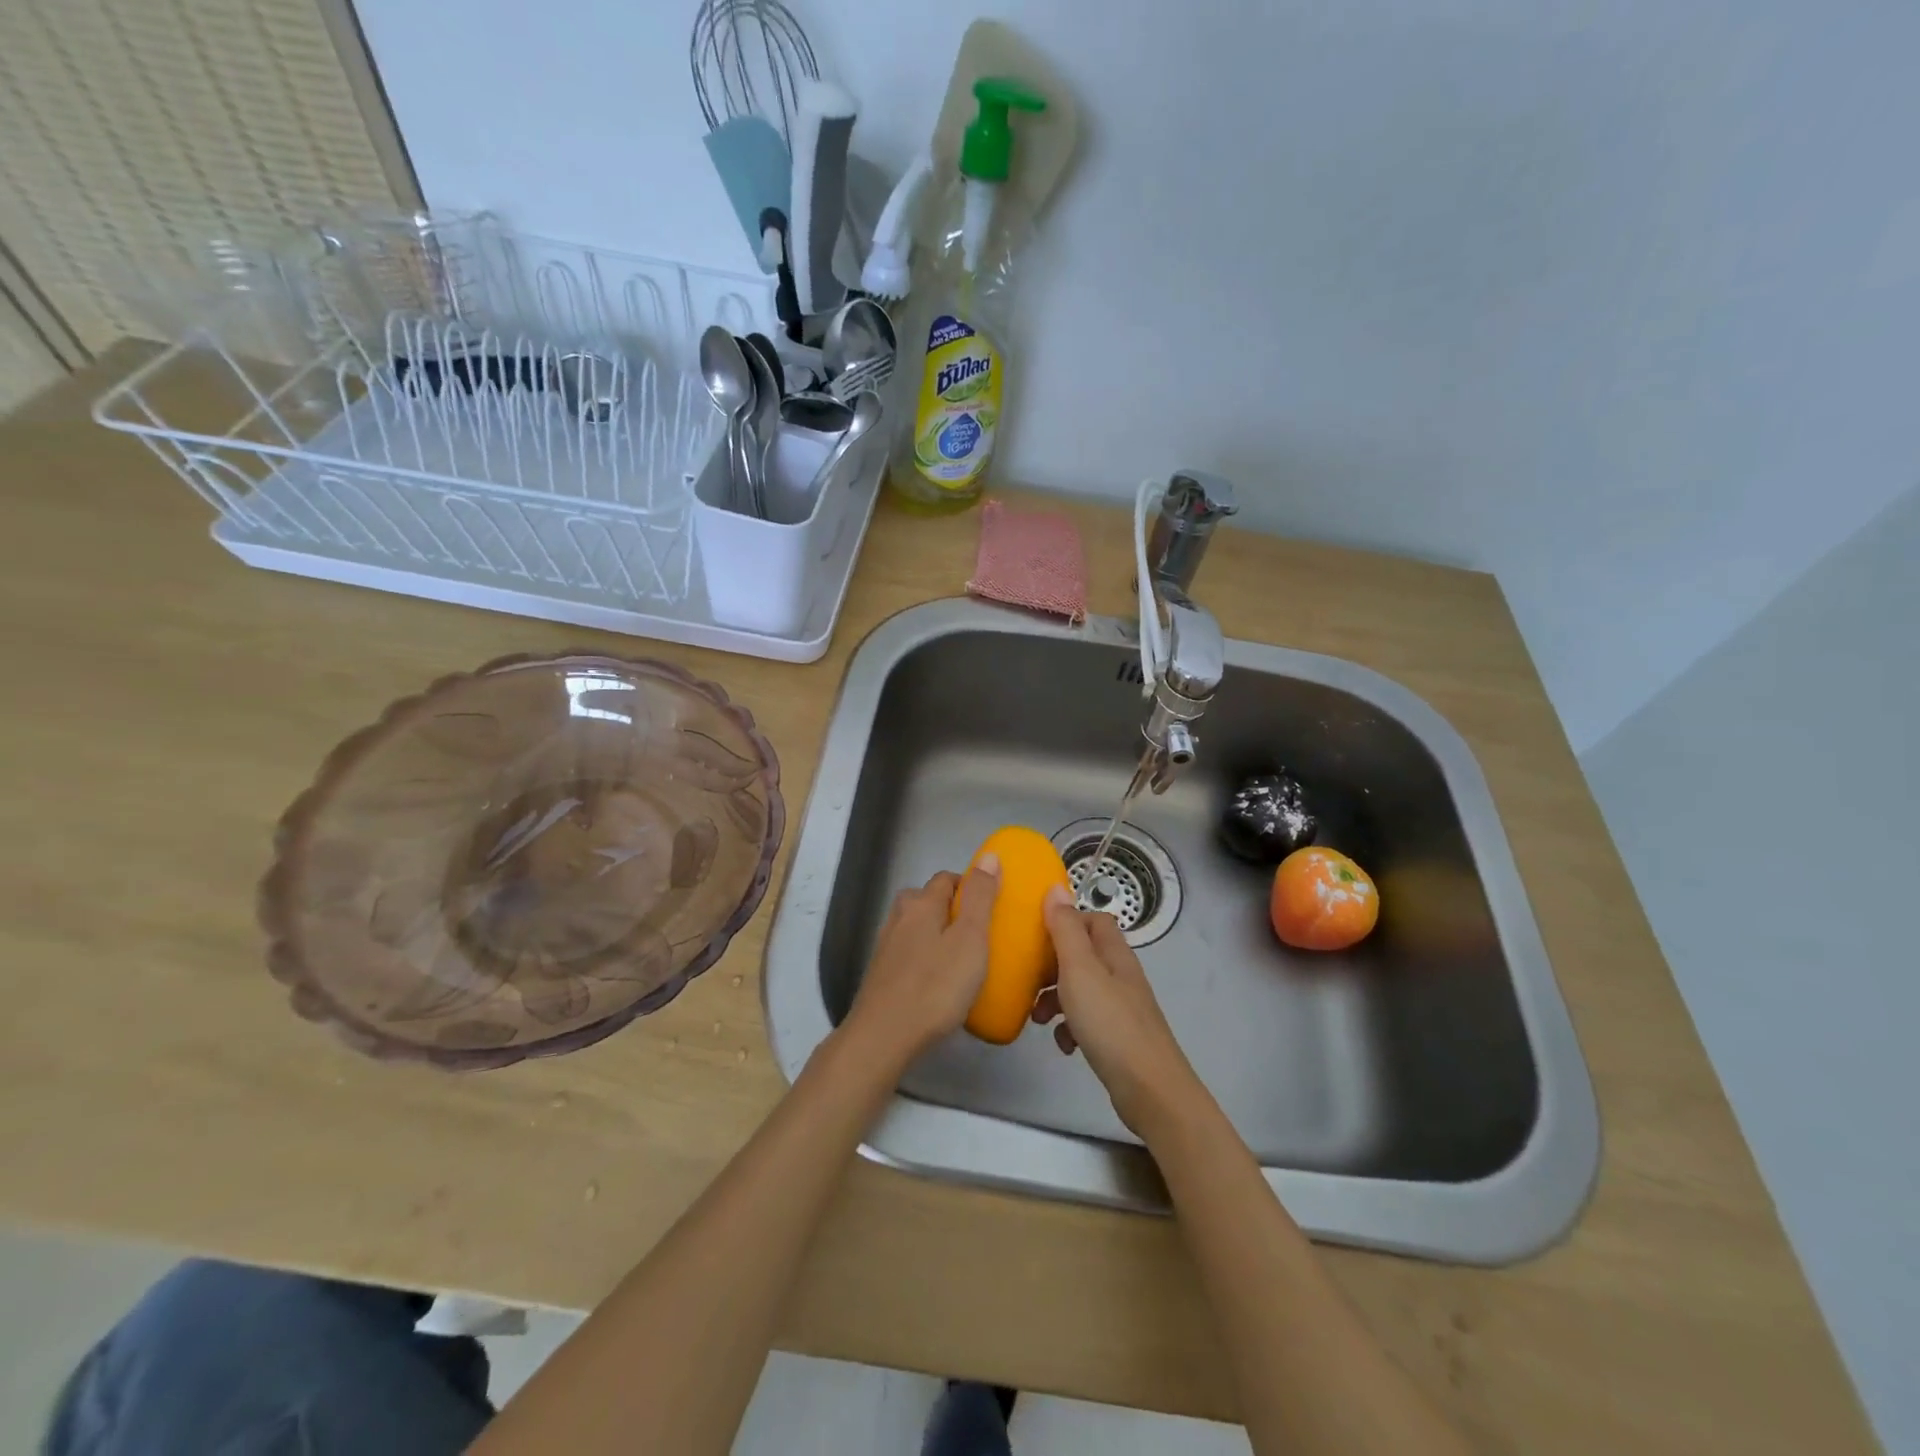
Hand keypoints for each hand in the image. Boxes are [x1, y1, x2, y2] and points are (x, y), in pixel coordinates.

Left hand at [843, 857, 999, 1066]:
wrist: (884, 1036)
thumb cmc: (936, 986)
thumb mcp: (970, 939)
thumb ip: (980, 897)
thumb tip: (989, 856)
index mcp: (921, 904)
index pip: (946, 878)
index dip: (970, 886)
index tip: (992, 906)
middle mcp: (899, 917)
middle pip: (927, 900)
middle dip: (952, 909)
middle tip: (979, 934)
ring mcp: (886, 946)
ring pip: (917, 927)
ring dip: (938, 934)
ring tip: (962, 959)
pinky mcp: (881, 974)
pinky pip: (910, 953)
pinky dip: (925, 957)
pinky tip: (938, 982)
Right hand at [1033, 885, 1203, 1136]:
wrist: (1149, 1090)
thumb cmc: (1110, 1023)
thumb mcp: (1080, 970)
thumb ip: (1065, 929)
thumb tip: (1055, 888)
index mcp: (1114, 953)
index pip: (1093, 919)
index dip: (1065, 922)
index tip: (1036, 936)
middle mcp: (1120, 975)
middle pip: (1083, 954)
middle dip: (1052, 965)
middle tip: (1029, 980)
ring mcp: (1121, 1007)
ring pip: (1081, 988)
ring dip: (1055, 998)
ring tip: (1037, 1018)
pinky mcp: (1118, 1037)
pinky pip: (1087, 1020)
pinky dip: (1070, 1027)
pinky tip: (1064, 1045)